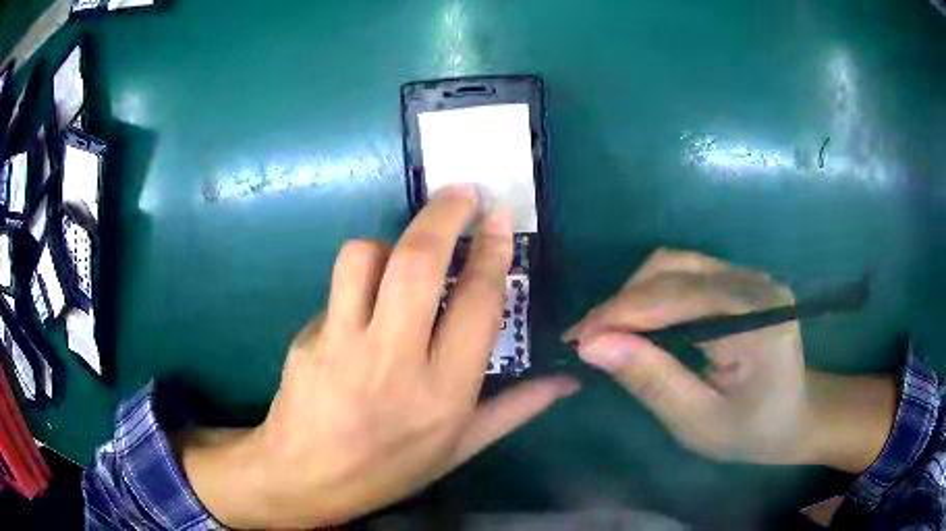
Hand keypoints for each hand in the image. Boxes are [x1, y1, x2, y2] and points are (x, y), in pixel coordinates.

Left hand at [180, 186, 578, 528]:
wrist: (304, 478)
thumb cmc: (388, 469)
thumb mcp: (459, 449)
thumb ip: (515, 409)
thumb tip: (567, 382)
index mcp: (444, 393)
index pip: (477, 303)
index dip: (492, 252)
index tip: (498, 218)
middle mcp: (394, 362)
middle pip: (417, 262)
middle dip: (444, 214)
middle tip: (462, 192)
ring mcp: (342, 345)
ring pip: (364, 258)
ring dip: (389, 243)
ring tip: (401, 256)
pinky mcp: (307, 338)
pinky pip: (337, 289)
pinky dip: (357, 284)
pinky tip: (361, 309)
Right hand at [564, 249, 895, 470]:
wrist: (797, 416)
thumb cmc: (752, 431)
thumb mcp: (698, 422)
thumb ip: (651, 380)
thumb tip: (594, 345)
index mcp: (756, 319)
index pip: (678, 297)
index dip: (621, 313)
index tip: (576, 340)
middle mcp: (755, 283)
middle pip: (673, 269)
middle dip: (622, 302)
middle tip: (588, 340)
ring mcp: (750, 276)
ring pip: (675, 264)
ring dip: (634, 294)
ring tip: (608, 331)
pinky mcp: (742, 280)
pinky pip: (687, 273)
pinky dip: (653, 294)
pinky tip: (639, 322)